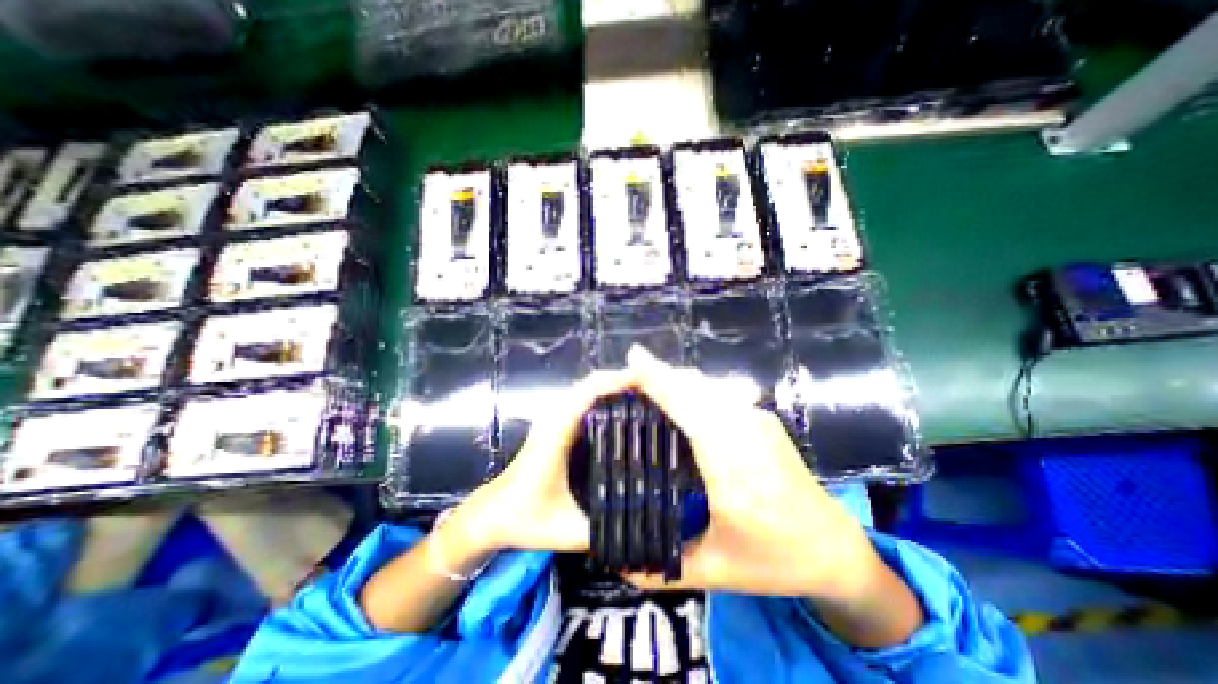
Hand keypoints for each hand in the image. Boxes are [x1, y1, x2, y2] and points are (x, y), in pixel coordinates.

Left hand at [442, 372, 637, 563]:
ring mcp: (554, 419)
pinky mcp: (556, 424)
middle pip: (591, 383)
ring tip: (644, 395)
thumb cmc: (523, 519)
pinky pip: (583, 399)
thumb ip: (601, 531)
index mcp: (556, 434)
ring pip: (587, 388)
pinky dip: (604, 395)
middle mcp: (555, 418)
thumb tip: (641, 526)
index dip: (617, 382)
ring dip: (613, 385)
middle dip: (622, 380)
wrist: (491, 514)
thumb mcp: (565, 531)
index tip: (647, 382)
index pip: (588, 393)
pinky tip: (622, 409)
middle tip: (655, 390)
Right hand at [622, 348, 892, 603]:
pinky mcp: (762, 418)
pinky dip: (691, 387)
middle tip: (624, 377)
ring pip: (707, 385)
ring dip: (674, 378)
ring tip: (643, 384)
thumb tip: (614, 561)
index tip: (632, 358)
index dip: (659, 380)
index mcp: (733, 468)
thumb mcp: (716, 573)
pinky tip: (675, 396)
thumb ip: (661, 567)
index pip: (689, 408)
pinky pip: (718, 392)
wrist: (835, 548)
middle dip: (658, 373)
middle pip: (694, 387)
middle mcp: (747, 433)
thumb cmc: (774, 562)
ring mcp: (758, 420)